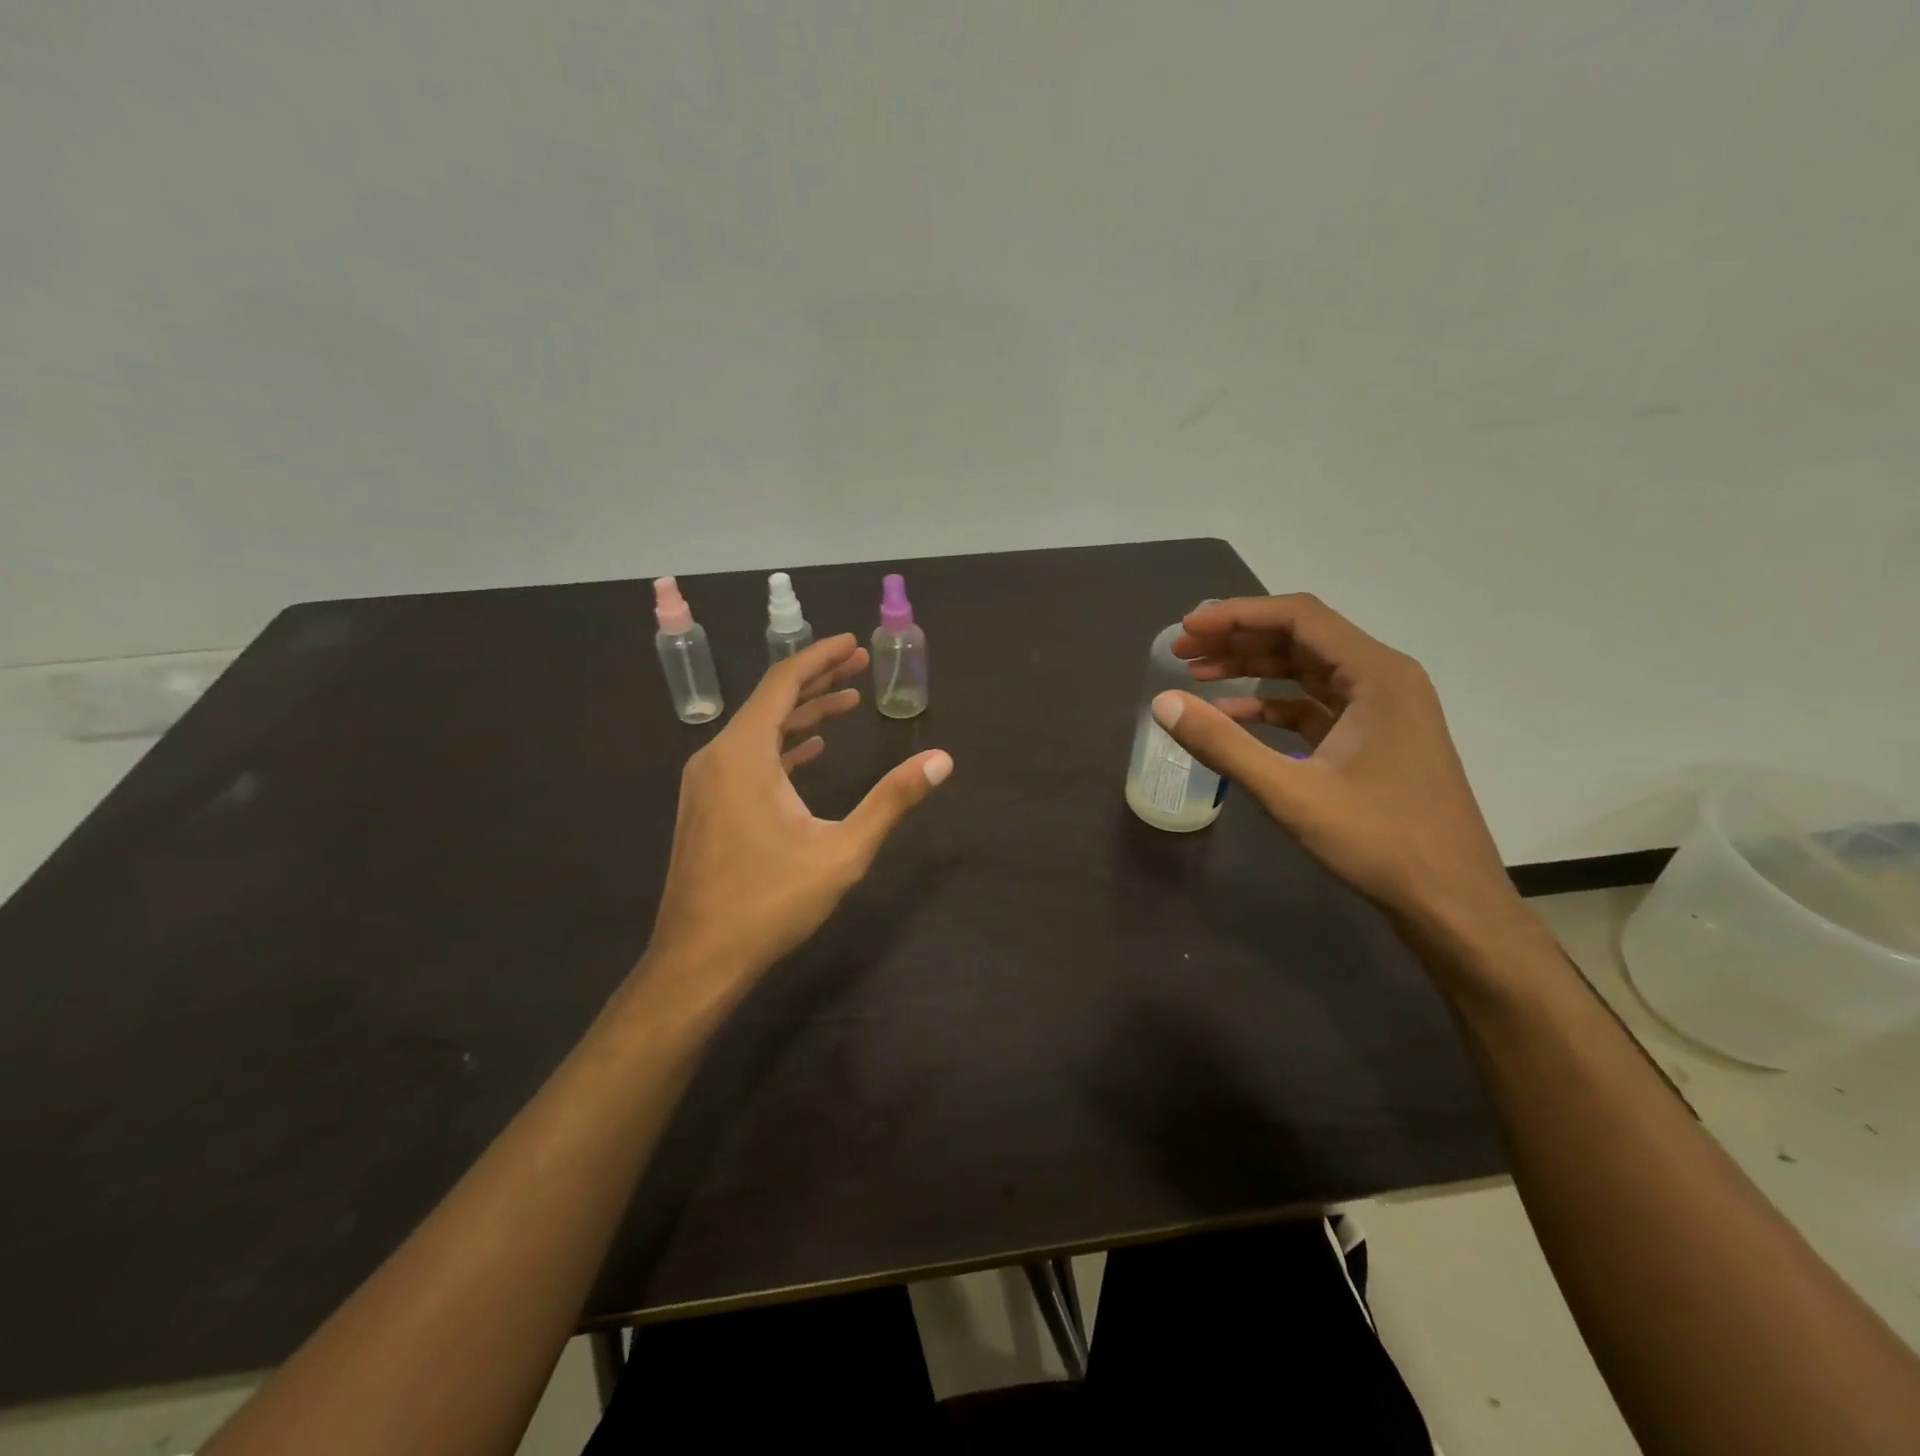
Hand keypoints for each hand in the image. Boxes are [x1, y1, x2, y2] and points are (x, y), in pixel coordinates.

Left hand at [644, 634, 952, 988]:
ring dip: (802, 715)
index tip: (853, 642)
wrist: (699, 958)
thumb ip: (892, 800)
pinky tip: (812, 751)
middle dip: (817, 680)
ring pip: (758, 730)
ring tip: (847, 702)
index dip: (821, 658)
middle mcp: (717, 757)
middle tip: (860, 665)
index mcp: (744, 754)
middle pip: (770, 700)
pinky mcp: (707, 806)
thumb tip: (941, 760)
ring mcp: (706, 783)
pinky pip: (747, 758)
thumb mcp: (842, 851)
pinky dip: (783, 746)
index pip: (783, 683)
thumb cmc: (770, 902)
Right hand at [1156, 594, 1520, 939]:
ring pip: (1307, 670)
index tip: (1188, 628)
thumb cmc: (1380, 842)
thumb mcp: (1292, 793)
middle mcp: (1384, 679)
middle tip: (1182, 651)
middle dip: (1238, 639)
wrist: (1451, 902)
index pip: (1299, 618)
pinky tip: (1233, 717)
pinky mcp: (1373, 739)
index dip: (1237, 615)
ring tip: (1198, 675)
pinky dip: (1272, 705)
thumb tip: (1163, 703)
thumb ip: (1224, 744)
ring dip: (1253, 669)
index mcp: (1377, 675)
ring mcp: (1381, 710)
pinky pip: (1314, 705)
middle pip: (1301, 638)